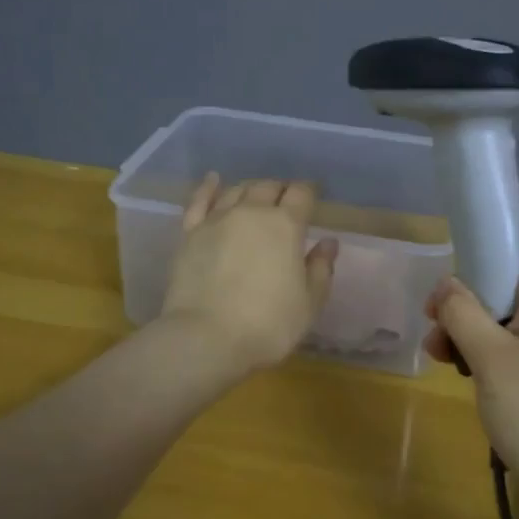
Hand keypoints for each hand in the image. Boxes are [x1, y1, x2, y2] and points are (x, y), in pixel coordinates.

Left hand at [158, 174, 338, 376]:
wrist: (205, 338)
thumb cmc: (267, 324)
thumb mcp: (309, 303)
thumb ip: (321, 269)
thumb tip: (328, 243)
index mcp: (285, 225)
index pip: (301, 194)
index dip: (309, 192)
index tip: (313, 196)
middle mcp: (251, 212)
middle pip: (268, 186)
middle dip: (281, 189)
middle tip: (286, 201)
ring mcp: (217, 220)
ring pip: (237, 190)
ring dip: (251, 189)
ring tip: (257, 195)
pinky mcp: (190, 234)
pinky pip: (199, 201)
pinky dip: (208, 188)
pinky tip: (213, 180)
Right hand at [425, 227, 518, 503]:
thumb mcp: (488, 356)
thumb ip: (461, 311)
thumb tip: (446, 285)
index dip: (496, 242)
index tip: (459, 269)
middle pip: (515, 276)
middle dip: (472, 293)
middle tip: (436, 322)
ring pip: (515, 311)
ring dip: (476, 324)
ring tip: (441, 355)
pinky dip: (495, 347)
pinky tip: (466, 373)